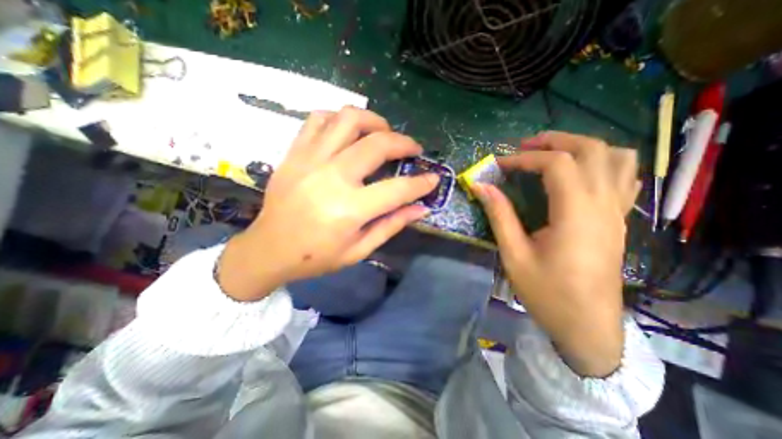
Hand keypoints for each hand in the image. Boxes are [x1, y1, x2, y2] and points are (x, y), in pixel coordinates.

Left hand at [218, 109, 437, 303]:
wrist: (268, 249)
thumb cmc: (316, 256)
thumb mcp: (359, 250)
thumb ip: (392, 225)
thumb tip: (421, 208)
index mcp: (349, 209)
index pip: (398, 189)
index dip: (421, 183)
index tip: (433, 178)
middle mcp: (332, 177)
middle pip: (377, 144)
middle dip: (404, 143)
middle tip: (413, 149)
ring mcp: (310, 160)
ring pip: (349, 119)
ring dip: (375, 121)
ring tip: (384, 133)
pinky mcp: (295, 153)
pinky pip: (319, 119)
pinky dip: (340, 119)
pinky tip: (349, 132)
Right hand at [470, 131, 641, 376]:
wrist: (587, 326)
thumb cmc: (546, 293)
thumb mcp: (514, 255)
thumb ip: (499, 215)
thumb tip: (481, 186)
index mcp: (576, 214)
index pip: (556, 164)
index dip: (524, 158)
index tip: (499, 165)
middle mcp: (604, 205)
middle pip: (591, 150)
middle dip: (555, 140)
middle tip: (523, 146)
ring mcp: (617, 212)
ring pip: (616, 158)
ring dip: (582, 146)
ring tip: (551, 153)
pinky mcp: (618, 220)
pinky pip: (624, 177)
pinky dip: (602, 163)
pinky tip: (580, 172)